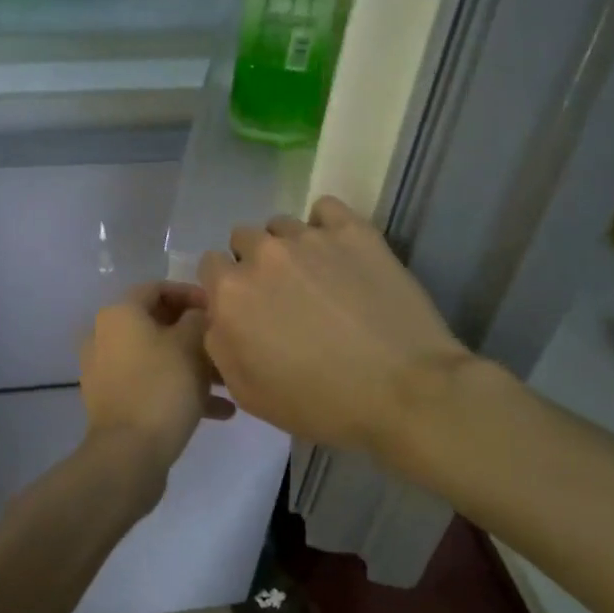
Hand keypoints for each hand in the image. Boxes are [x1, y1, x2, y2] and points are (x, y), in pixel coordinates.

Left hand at [79, 282, 234, 478]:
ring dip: (193, 365)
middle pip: (157, 324)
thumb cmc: (162, 387)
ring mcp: (106, 372)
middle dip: (196, 334)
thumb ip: (198, 319)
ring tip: (228, 382)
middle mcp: (105, 337)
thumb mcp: (190, 345)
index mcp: (119, 314)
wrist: (129, 455)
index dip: (191, 293)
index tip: (219, 308)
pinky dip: (180, 390)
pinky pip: (152, 385)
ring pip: (158, 357)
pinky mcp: (114, 402)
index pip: (157, 288)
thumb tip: (198, 314)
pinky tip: (220, 411)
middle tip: (225, 345)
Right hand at [199, 196, 472, 461]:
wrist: (404, 391)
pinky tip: (339, 252)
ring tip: (317, 277)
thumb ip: (218, 346)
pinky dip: (325, 226)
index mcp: (231, 293)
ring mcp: (310, 237)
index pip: (210, 266)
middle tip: (283, 296)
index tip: (248, 309)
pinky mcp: (353, 230)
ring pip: (282, 225)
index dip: (225, 288)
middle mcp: (262, 254)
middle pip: (243, 240)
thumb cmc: (320, 403)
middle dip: (254, 263)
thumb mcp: (248, 394)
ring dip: (289, 246)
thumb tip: (218, 318)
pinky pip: (324, 209)